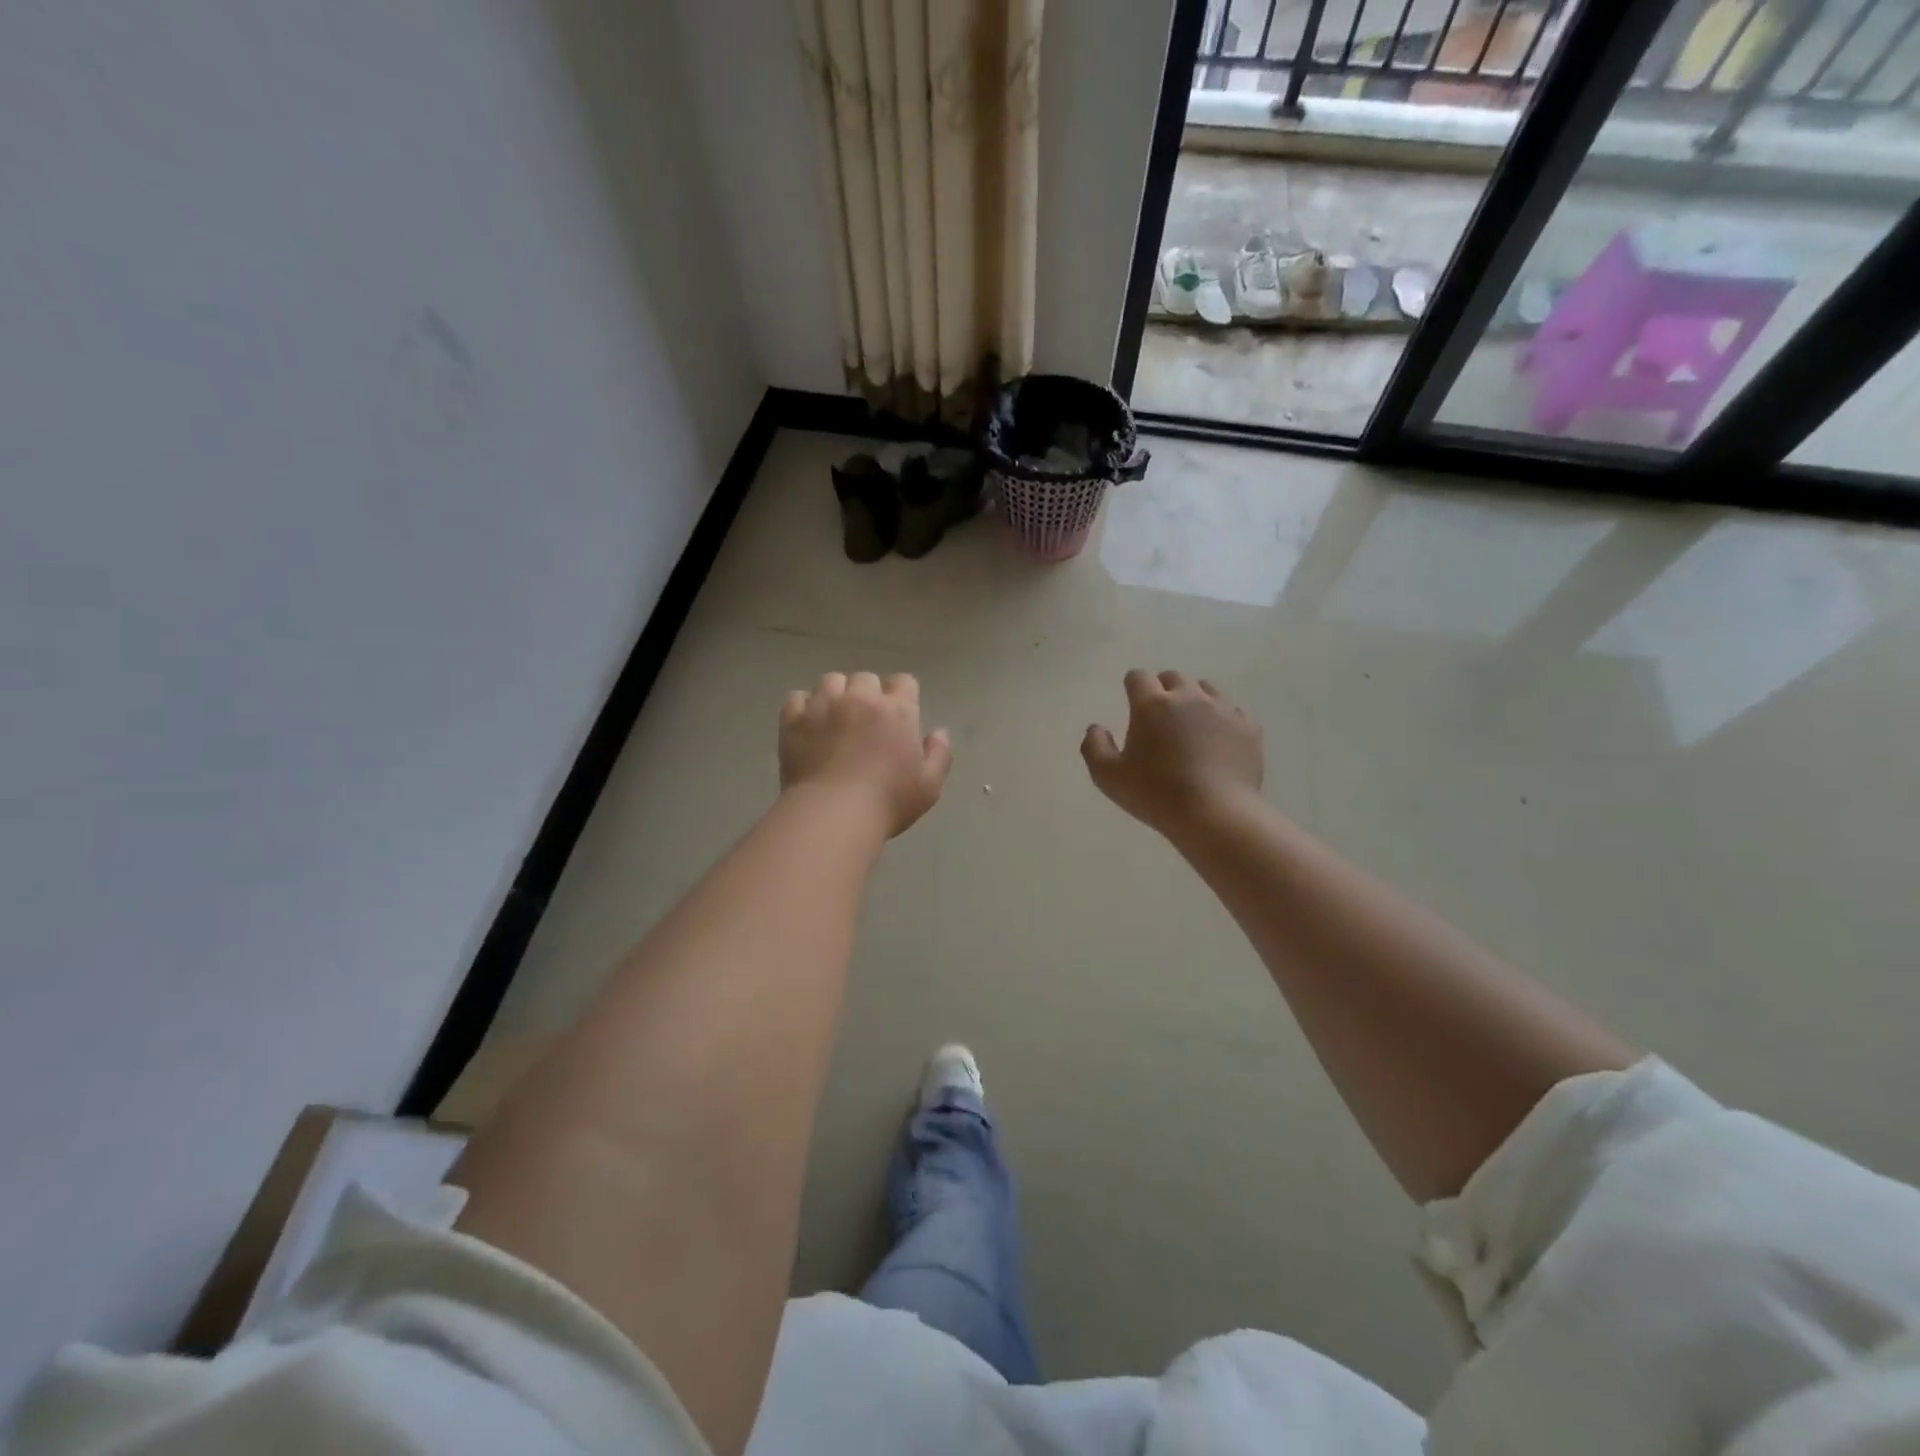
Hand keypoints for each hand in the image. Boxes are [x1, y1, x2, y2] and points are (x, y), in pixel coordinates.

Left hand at [780, 672, 952, 837]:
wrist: (833, 815)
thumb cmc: (887, 802)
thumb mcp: (929, 786)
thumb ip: (939, 755)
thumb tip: (939, 732)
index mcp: (896, 710)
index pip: (904, 682)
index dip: (902, 695)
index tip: (898, 716)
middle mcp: (860, 699)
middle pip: (865, 678)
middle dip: (868, 694)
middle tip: (865, 720)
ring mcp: (823, 706)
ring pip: (830, 681)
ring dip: (836, 694)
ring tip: (834, 717)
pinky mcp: (794, 720)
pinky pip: (797, 697)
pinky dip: (803, 706)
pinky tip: (808, 724)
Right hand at [1081, 670, 1263, 835]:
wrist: (1215, 813)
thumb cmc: (1155, 794)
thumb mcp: (1108, 777)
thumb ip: (1094, 746)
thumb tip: (1096, 728)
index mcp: (1152, 705)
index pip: (1139, 676)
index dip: (1133, 685)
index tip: (1132, 700)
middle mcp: (1188, 697)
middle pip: (1173, 677)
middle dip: (1164, 689)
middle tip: (1160, 716)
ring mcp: (1222, 709)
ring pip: (1206, 689)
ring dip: (1194, 699)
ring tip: (1191, 725)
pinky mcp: (1248, 727)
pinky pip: (1233, 712)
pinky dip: (1222, 720)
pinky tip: (1218, 741)